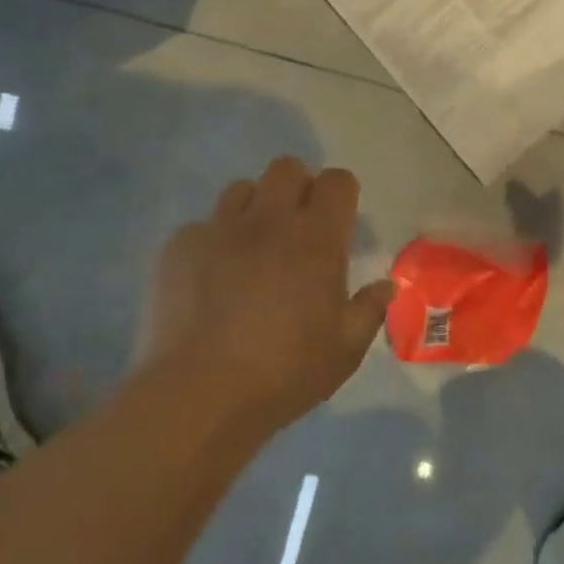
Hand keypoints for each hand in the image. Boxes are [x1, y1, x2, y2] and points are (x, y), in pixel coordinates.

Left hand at [139, 158, 393, 439]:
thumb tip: (385, 285)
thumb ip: (369, 310)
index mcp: (315, 239)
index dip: (341, 192)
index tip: (340, 217)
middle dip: (298, 186)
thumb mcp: (345, 350)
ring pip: (241, 189)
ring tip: (253, 246)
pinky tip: (211, 278)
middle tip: (298, 226)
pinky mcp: (178, 248)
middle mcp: (268, 221)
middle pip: (286, 168)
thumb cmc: (284, 372)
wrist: (198, 395)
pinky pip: (201, 227)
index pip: (336, 181)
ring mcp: (218, 230)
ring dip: (255, 208)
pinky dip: (213, 242)